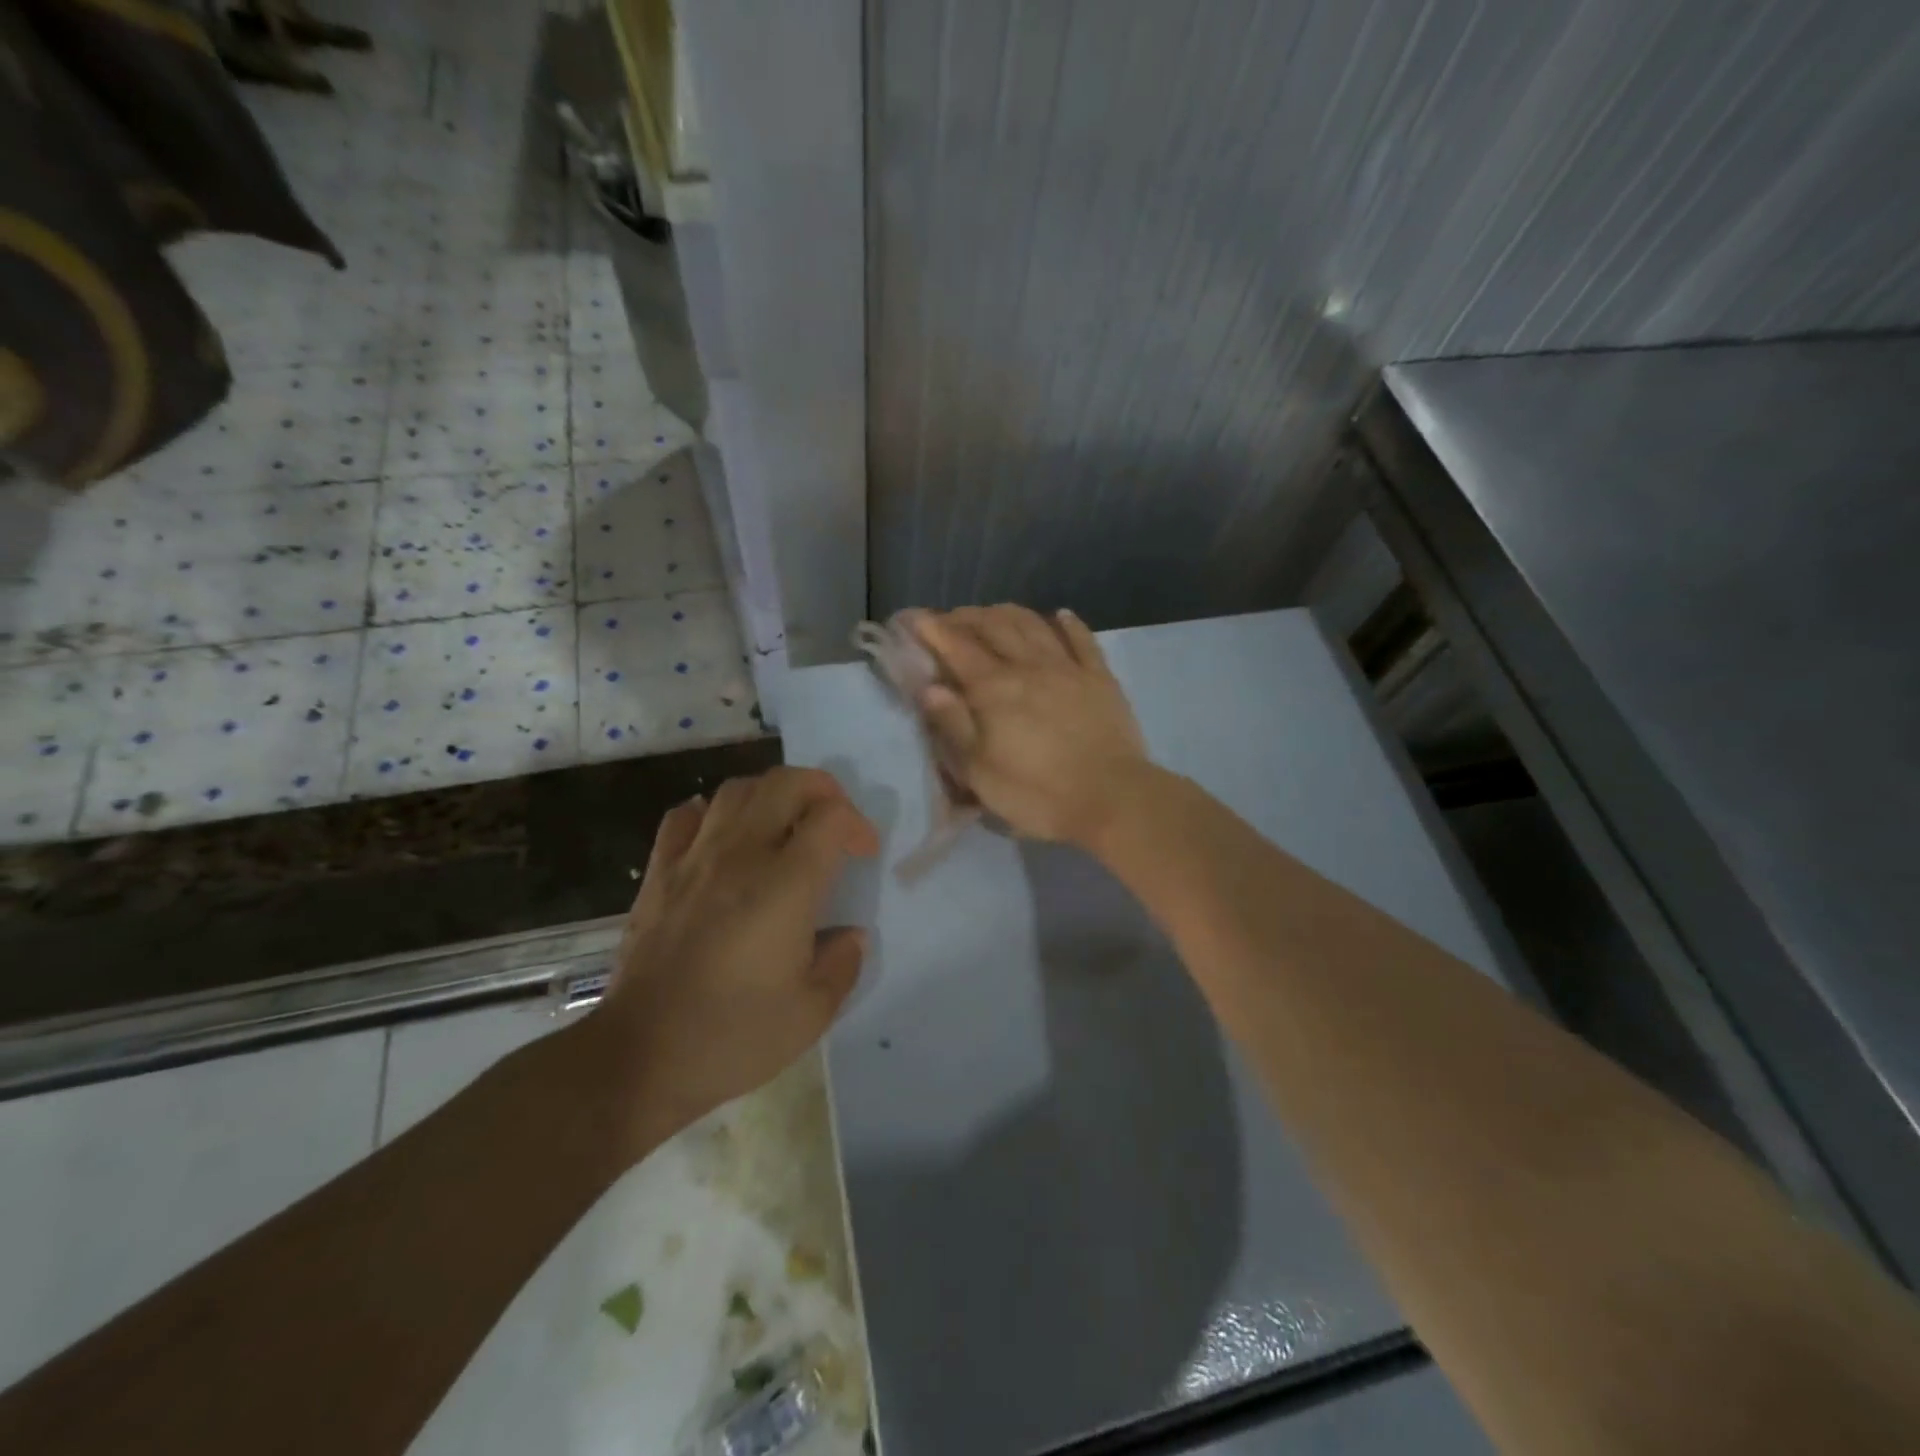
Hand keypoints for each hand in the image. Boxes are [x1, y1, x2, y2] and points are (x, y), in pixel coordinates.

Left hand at [598, 768, 878, 1147]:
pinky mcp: (659, 874)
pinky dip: (711, 812)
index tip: (863, 856)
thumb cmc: (732, 1036)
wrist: (639, 1056)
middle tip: (832, 822)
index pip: (831, 817)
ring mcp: (693, 859)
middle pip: (785, 783)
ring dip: (771, 794)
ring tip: (784, 824)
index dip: (857, 825)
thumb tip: (851, 934)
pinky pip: (683, 816)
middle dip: (821, 789)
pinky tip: (723, 837)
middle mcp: (741, 855)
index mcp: (786, 885)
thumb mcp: (811, 1013)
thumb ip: (842, 964)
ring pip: (736, 790)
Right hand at [910, 605, 1149, 845]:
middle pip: (993, 627)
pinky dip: (1068, 623)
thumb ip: (954, 725)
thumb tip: (929, 686)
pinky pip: (1082, 639)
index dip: (931, 628)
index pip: (955, 646)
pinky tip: (1060, 614)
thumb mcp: (980, 772)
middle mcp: (1028, 666)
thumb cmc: (1037, 793)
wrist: (1111, 798)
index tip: (912, 617)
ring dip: (1008, 613)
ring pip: (1033, 625)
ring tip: (992, 612)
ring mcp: (1067, 668)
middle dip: (966, 617)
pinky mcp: (1100, 678)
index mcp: (994, 688)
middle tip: (949, 619)